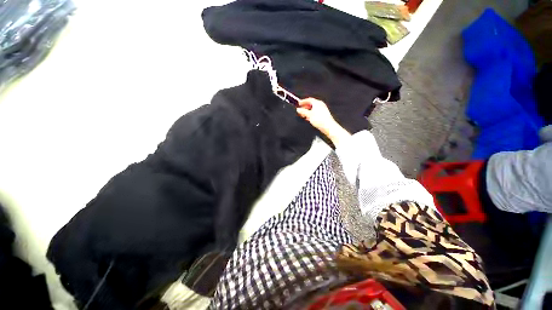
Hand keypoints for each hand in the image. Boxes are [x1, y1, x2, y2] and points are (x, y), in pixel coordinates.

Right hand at [296, 98, 350, 146]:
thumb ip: (303, 111)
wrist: (328, 126)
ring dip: (308, 111)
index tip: (299, 103)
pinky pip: (316, 113)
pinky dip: (311, 114)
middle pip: (311, 104)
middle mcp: (320, 105)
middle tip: (300, 110)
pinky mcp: (323, 115)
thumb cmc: (320, 120)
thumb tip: (299, 109)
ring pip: (313, 109)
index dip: (303, 101)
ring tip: (304, 115)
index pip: (309, 99)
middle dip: (305, 107)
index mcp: (317, 103)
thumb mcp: (309, 115)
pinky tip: (309, 118)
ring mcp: (322, 110)